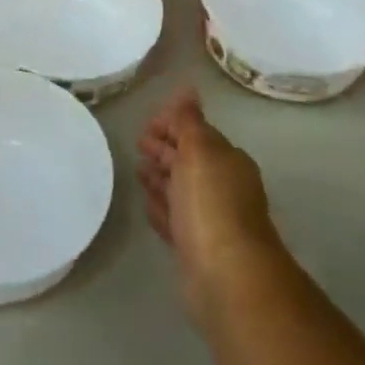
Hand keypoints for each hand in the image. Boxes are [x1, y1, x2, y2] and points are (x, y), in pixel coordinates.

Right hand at [137, 87, 279, 321]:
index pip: (196, 133)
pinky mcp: (193, 247)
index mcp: (226, 160)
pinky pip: (172, 218)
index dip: (172, 124)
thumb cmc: (212, 204)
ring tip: (138, 169)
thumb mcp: (199, 151)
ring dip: (160, 178)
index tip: (146, 124)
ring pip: (179, 190)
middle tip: (138, 143)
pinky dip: (159, 207)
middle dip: (165, 149)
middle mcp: (221, 187)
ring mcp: (207, 219)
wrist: (226, 276)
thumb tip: (188, 89)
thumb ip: (189, 120)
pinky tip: (146, 203)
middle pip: (187, 160)